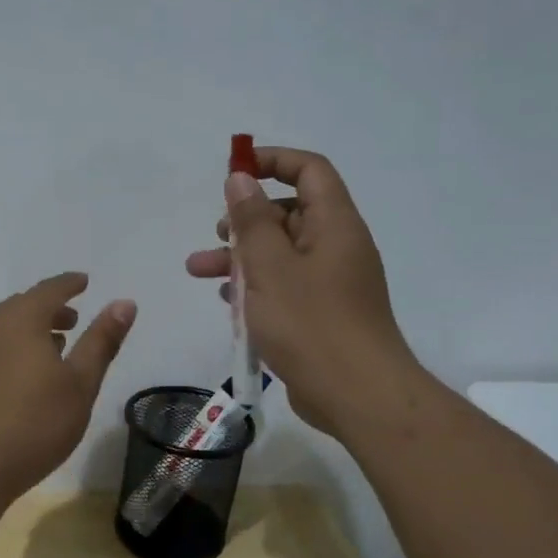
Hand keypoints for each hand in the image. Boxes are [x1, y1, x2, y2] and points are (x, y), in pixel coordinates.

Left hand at [0, 272, 135, 497]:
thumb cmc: (34, 423)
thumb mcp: (80, 383)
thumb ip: (101, 341)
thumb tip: (124, 302)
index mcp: (20, 320)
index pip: (49, 289)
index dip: (70, 284)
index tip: (84, 282)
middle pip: (23, 306)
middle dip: (50, 308)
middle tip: (74, 320)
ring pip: (5, 329)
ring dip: (31, 330)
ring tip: (54, 347)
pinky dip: (14, 349)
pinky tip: (25, 377)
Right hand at [186, 146, 422, 438]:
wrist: (358, 396)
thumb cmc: (311, 324)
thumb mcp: (270, 267)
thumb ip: (252, 221)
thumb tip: (240, 178)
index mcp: (334, 224)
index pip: (309, 170)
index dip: (272, 161)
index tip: (233, 172)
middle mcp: (337, 246)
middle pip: (289, 213)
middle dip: (246, 220)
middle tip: (217, 234)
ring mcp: (331, 283)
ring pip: (281, 254)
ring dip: (241, 257)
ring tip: (199, 271)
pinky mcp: (322, 314)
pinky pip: (285, 286)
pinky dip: (256, 287)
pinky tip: (228, 303)